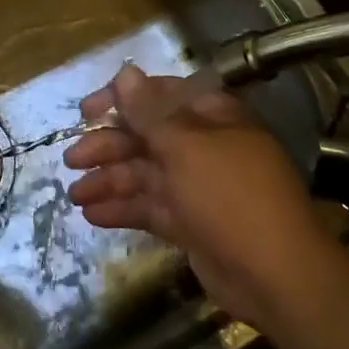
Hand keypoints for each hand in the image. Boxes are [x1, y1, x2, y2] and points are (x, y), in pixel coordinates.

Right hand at [64, 63, 340, 327]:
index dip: (121, 100)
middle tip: (71, 160)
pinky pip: (150, 207)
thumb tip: (125, 72)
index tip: (86, 113)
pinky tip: (92, 215)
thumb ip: (150, 112)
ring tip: (73, 194)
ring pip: (145, 174)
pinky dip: (123, 209)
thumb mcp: (186, 147)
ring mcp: (197, 186)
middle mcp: (203, 145)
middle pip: (147, 136)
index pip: (159, 96)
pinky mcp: (191, 223)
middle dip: (108, 146)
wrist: (276, 276)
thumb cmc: (230, 196)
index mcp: (210, 116)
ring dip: (109, 180)